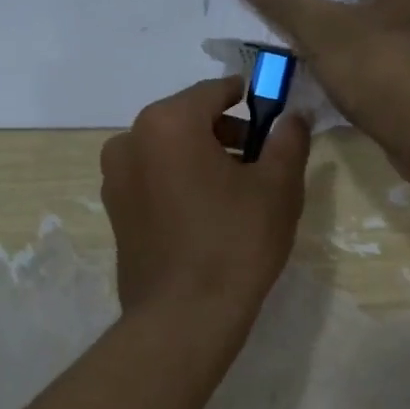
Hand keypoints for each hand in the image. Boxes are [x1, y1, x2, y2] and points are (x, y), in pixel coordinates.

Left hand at [100, 76, 310, 326]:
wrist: (185, 317)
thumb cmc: (236, 242)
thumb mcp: (278, 187)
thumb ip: (288, 139)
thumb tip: (294, 116)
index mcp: (167, 122)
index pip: (215, 91)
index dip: (251, 99)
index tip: (274, 117)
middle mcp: (130, 140)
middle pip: (188, 119)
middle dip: (226, 132)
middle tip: (262, 161)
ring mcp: (115, 179)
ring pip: (168, 151)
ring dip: (202, 158)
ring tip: (237, 192)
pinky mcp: (115, 212)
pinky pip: (153, 179)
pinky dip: (180, 182)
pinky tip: (207, 215)